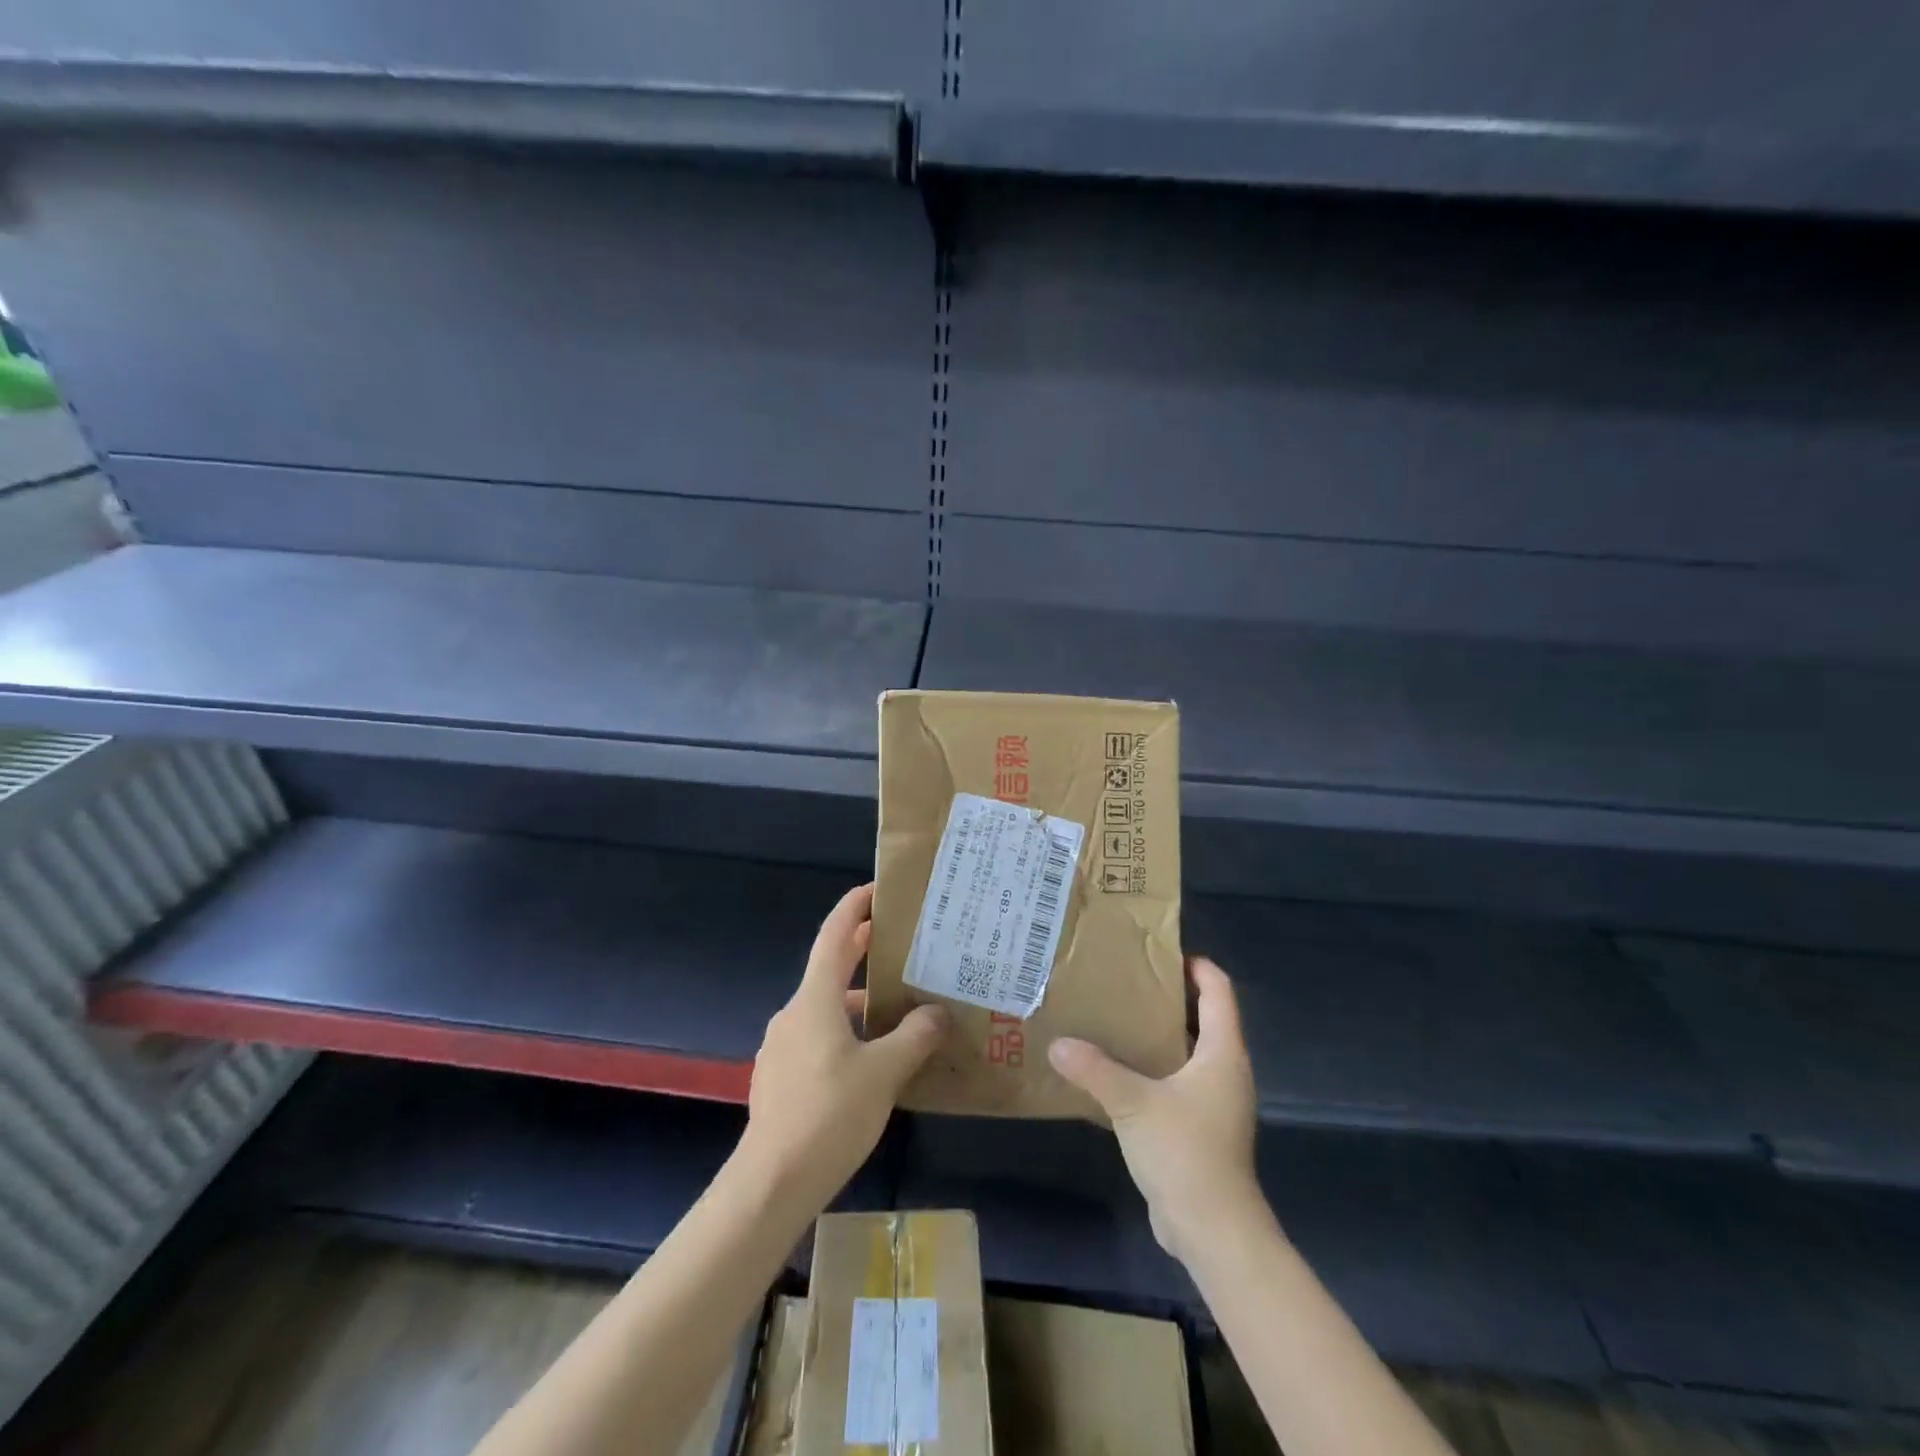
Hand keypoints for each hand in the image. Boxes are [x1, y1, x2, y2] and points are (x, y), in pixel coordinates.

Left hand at [737, 883, 949, 1213]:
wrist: (770, 1183)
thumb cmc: (829, 1115)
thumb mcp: (884, 1073)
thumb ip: (915, 1037)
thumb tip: (938, 1013)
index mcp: (815, 999)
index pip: (834, 936)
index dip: (854, 908)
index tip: (876, 890)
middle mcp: (794, 1013)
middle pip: (831, 968)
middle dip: (862, 951)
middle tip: (901, 941)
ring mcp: (783, 1046)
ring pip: (827, 1008)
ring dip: (859, 1001)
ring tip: (899, 1010)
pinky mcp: (781, 1077)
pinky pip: (819, 1037)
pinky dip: (846, 1032)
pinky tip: (872, 1059)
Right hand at [1049, 957, 1263, 1266]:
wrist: (1212, 1229)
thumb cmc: (1184, 1151)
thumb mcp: (1133, 1103)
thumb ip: (1094, 1068)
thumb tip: (1057, 1044)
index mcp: (1222, 1052)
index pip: (1219, 990)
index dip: (1195, 965)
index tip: (1156, 953)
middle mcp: (1225, 1069)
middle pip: (1205, 1015)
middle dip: (1169, 995)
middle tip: (1125, 980)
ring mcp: (1215, 1100)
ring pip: (1190, 1049)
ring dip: (1159, 1032)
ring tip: (1116, 1017)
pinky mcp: (1200, 1126)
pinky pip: (1178, 1080)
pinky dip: (1155, 1066)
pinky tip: (1119, 1069)